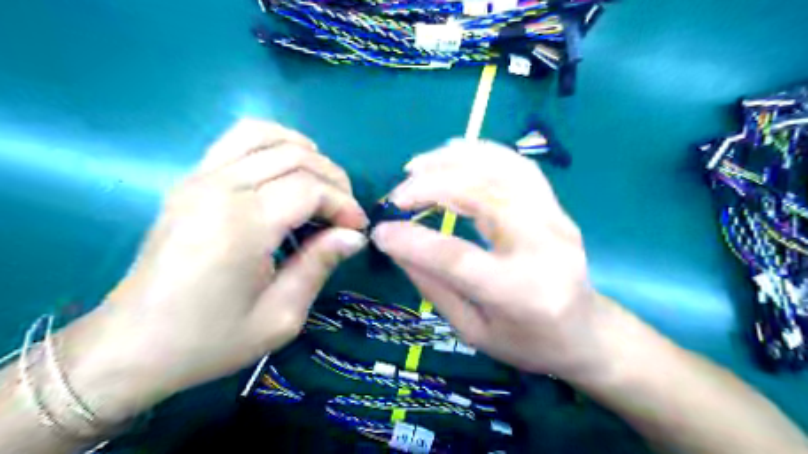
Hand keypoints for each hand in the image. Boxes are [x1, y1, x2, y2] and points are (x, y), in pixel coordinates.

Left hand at [61, 117, 368, 421]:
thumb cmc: (210, 339)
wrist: (132, 345)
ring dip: (306, 153)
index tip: (357, 230)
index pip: (310, 188)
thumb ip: (319, 265)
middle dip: (334, 180)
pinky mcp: (191, 180)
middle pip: (295, 157)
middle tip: (346, 213)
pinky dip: (273, 143)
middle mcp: (219, 188)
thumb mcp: (280, 316)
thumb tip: (354, 235)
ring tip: (322, 186)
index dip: (344, 204)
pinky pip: (238, 139)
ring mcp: (199, 177)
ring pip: (266, 135)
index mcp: (242, 225)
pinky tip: (288, 169)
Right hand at [370, 140, 612, 378]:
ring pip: (500, 169)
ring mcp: (556, 219)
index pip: (457, 257)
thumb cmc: (527, 343)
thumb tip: (397, 246)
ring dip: (452, 160)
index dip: (412, 241)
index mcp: (521, 292)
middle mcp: (543, 246)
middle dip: (429, 187)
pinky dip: (481, 151)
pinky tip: (453, 153)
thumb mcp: (473, 331)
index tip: (380, 231)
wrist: (586, 332)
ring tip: (416, 167)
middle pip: (482, 196)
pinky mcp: (556, 206)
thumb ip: (434, 287)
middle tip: (396, 197)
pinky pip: (517, 165)